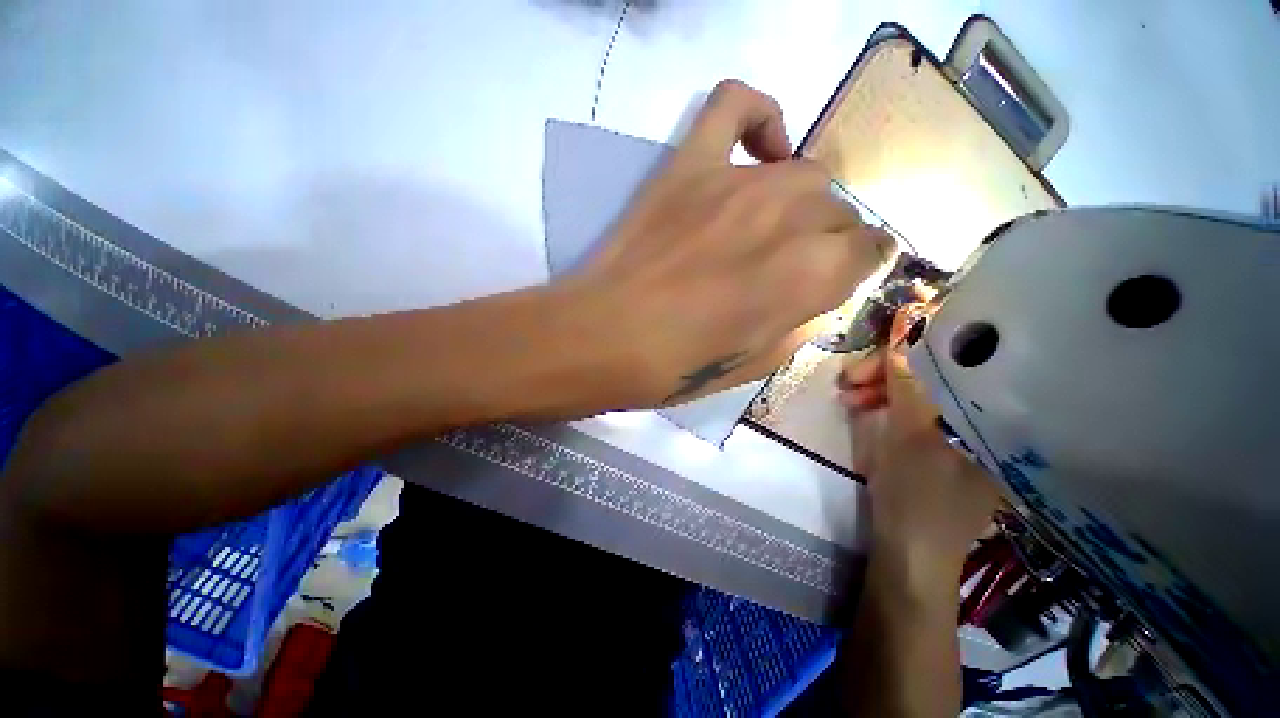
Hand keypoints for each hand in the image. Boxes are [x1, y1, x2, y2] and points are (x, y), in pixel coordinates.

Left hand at [560, 79, 895, 407]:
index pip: (871, 251)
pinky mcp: (688, 165)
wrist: (602, 338)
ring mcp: (735, 182)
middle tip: (792, 266)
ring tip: (773, 228)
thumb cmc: (676, 367)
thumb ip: (800, 323)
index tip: (838, 278)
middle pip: (838, 210)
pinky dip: (757, 116)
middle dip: (827, 241)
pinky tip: (759, 152)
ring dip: (802, 202)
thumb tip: (818, 295)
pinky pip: (734, 104)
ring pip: (804, 171)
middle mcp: (788, 215)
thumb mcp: (754, 364)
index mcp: (810, 274)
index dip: (857, 267)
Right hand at [839, 306, 999, 575]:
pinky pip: (916, 405)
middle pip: (938, 370)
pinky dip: (887, 401)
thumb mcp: (909, 431)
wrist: (909, 552)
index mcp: (999, 415)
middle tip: (850, 376)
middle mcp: (990, 417)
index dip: (925, 337)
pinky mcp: (944, 439)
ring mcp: (966, 429)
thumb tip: (906, 317)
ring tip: (847, 394)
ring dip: (881, 385)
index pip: (966, 355)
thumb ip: (910, 376)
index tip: (886, 330)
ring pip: (922, 387)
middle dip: (889, 368)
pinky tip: (862, 404)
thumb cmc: (917, 494)